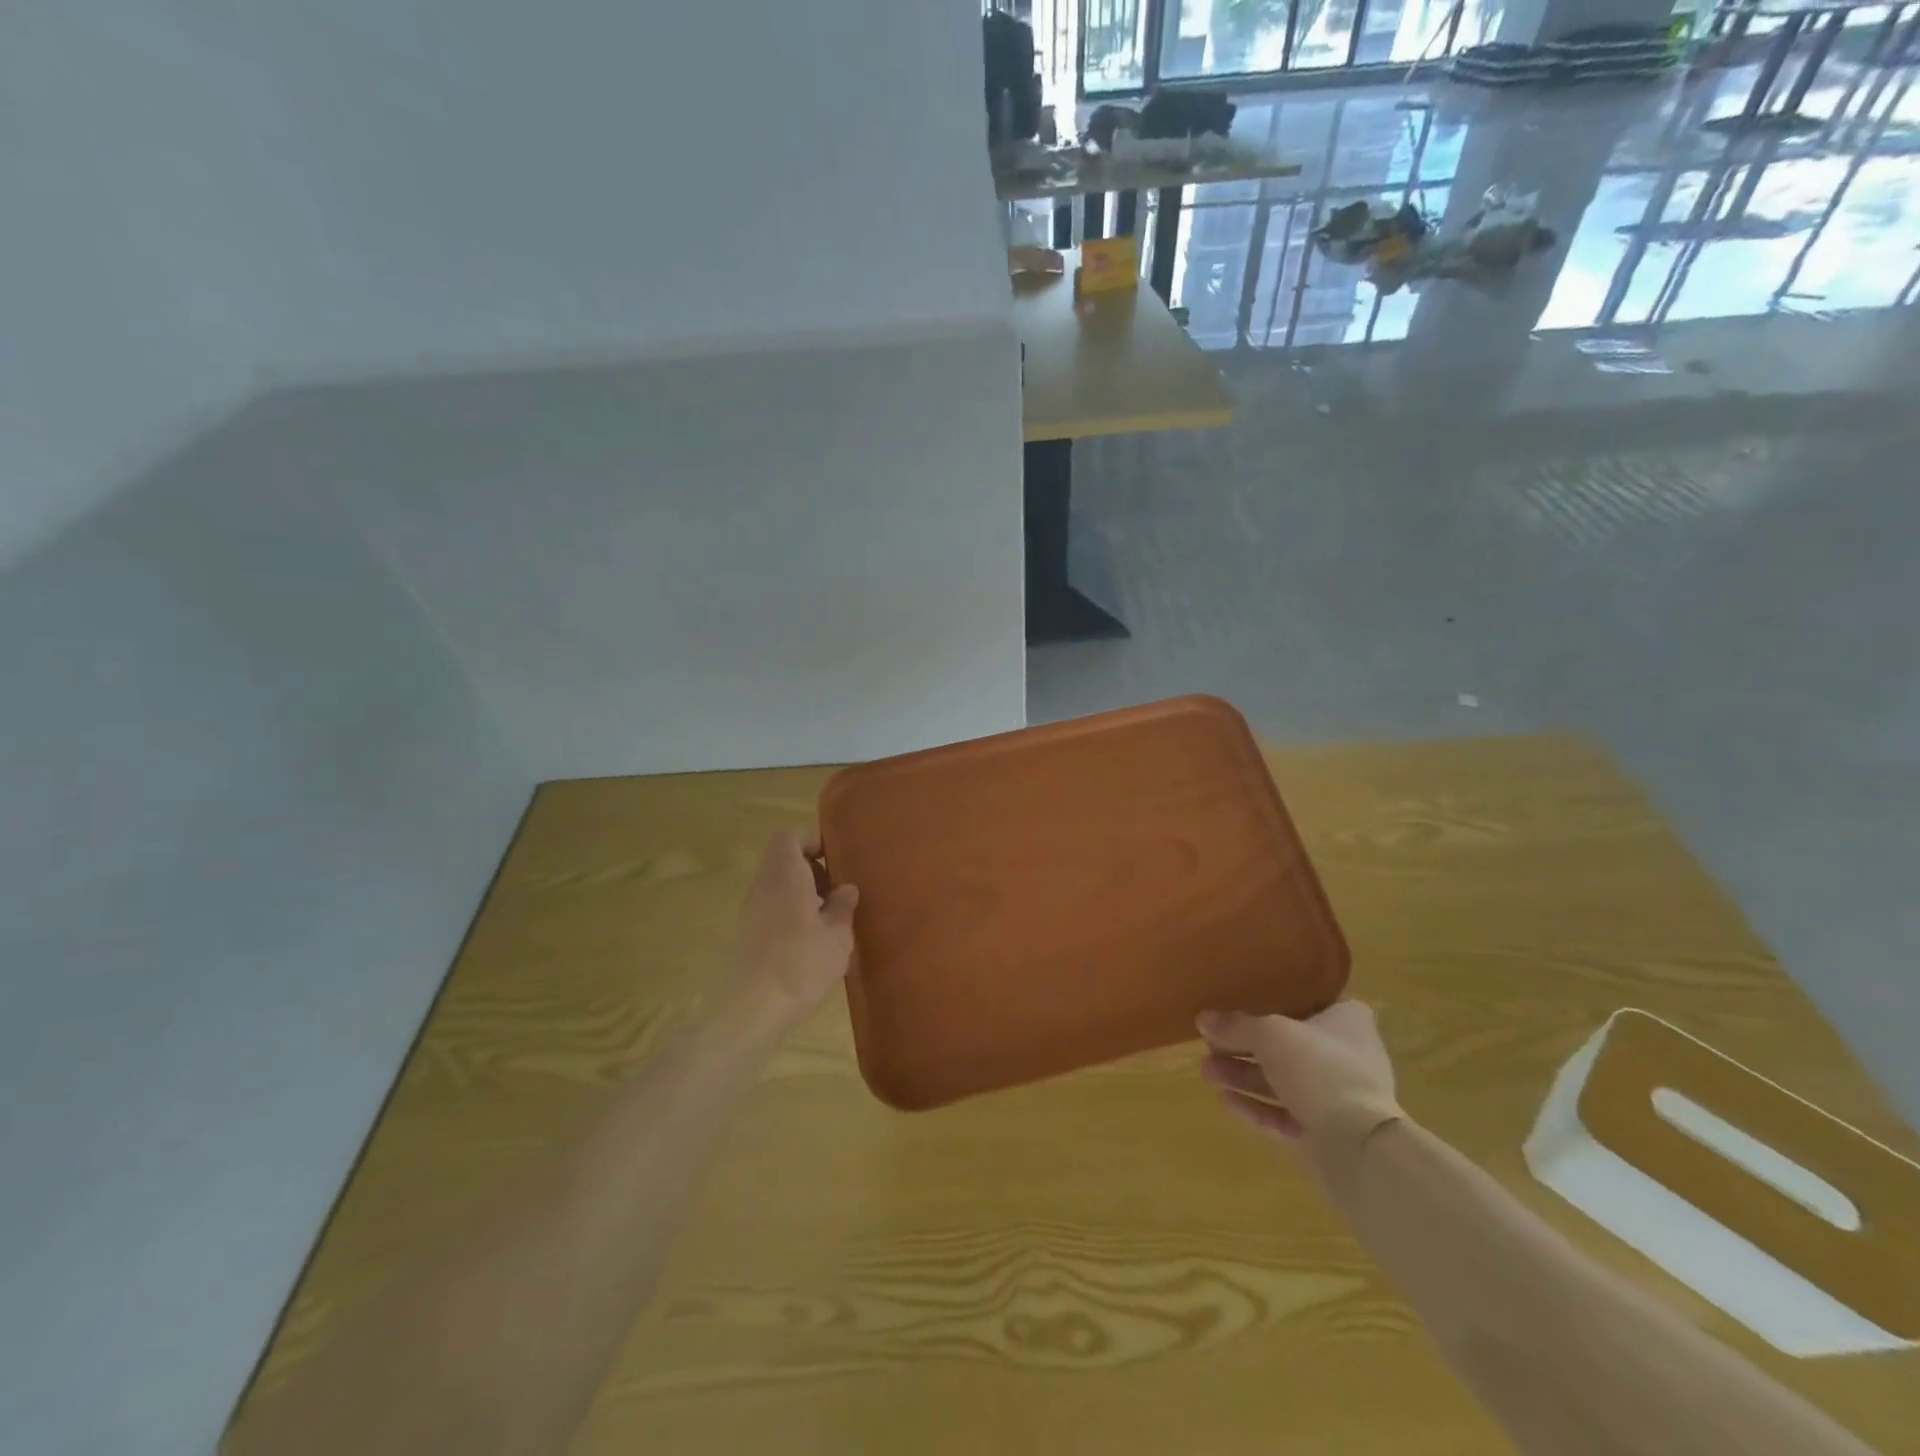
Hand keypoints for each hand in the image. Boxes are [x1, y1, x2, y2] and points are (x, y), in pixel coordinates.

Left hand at [733, 828, 858, 1017]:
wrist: (754, 1009)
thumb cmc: (802, 964)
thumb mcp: (838, 935)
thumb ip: (843, 906)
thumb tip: (846, 889)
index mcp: (785, 876)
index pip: (791, 836)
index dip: (813, 839)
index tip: (837, 858)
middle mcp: (764, 885)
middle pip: (783, 858)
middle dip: (812, 867)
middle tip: (838, 889)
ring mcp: (752, 909)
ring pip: (777, 882)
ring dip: (803, 890)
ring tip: (829, 916)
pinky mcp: (748, 932)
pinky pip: (772, 904)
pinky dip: (791, 909)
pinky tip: (811, 938)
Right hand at [1198, 1001, 1397, 1147]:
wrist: (1358, 1146)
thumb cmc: (1320, 1068)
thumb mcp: (1269, 1035)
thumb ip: (1235, 1027)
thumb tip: (1203, 1019)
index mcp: (1347, 1022)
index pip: (1312, 1003)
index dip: (1278, 1003)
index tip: (1244, 1004)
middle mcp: (1345, 1056)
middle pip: (1287, 1046)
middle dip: (1245, 1047)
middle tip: (1210, 1046)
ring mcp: (1337, 1097)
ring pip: (1282, 1082)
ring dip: (1244, 1077)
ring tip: (1207, 1072)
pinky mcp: (1326, 1133)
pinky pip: (1284, 1114)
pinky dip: (1256, 1107)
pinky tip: (1225, 1101)